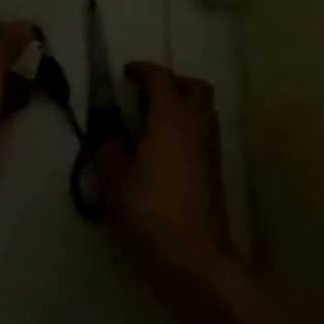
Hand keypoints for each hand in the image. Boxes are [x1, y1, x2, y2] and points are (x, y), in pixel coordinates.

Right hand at [93, 62, 236, 290]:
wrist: (193, 254)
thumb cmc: (149, 209)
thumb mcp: (113, 178)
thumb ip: (108, 147)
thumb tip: (110, 134)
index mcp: (170, 117)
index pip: (161, 77)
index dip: (143, 70)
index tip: (126, 74)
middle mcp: (196, 124)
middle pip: (194, 86)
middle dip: (170, 82)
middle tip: (144, 95)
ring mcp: (210, 146)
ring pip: (203, 108)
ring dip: (181, 104)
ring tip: (152, 122)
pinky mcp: (215, 168)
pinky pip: (204, 131)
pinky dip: (187, 126)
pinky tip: (164, 148)